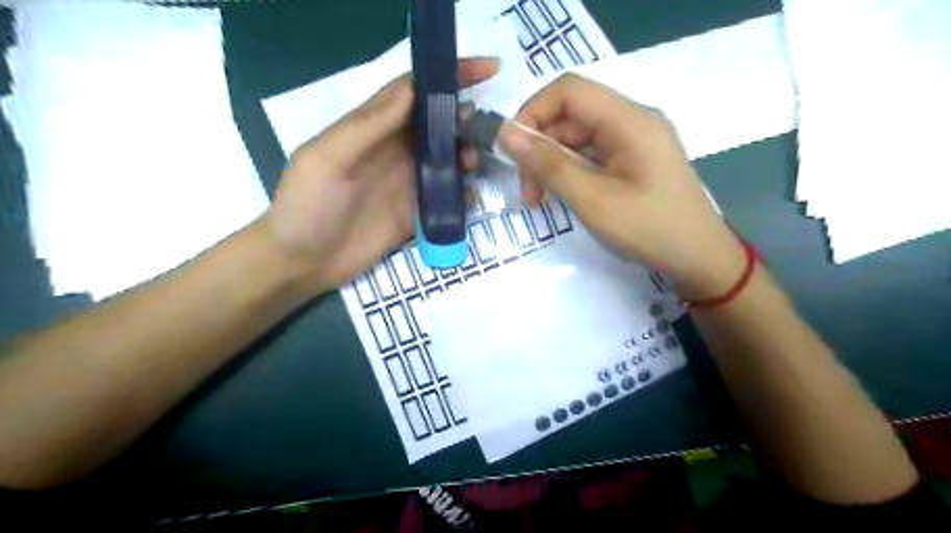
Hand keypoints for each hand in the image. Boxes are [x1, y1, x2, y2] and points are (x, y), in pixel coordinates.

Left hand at [257, 57, 499, 294]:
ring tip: (473, 165)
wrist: (302, 263)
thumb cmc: (307, 205)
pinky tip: (469, 197)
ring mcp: (407, 183)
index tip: (487, 69)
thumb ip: (367, 126)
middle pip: (437, 125)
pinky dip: (463, 194)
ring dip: (466, 156)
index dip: (448, 76)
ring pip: (447, 160)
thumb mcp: (327, 158)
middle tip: (483, 130)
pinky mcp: (415, 214)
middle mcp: (394, 151)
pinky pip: (447, 198)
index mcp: (371, 129)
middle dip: (464, 120)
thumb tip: (412, 89)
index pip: (414, 92)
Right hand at [499, 72, 750, 301]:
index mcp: (629, 120)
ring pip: (578, 136)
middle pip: (571, 115)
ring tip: (539, 199)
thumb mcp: (592, 199)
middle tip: (527, 191)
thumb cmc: (649, 230)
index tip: (513, 151)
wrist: (699, 260)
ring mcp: (635, 141)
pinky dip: (570, 171)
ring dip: (552, 163)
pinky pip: (592, 154)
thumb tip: (506, 134)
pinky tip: (562, 195)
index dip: (532, 112)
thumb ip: (548, 164)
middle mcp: (632, 121)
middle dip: (540, 148)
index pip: (568, 91)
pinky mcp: (634, 160)